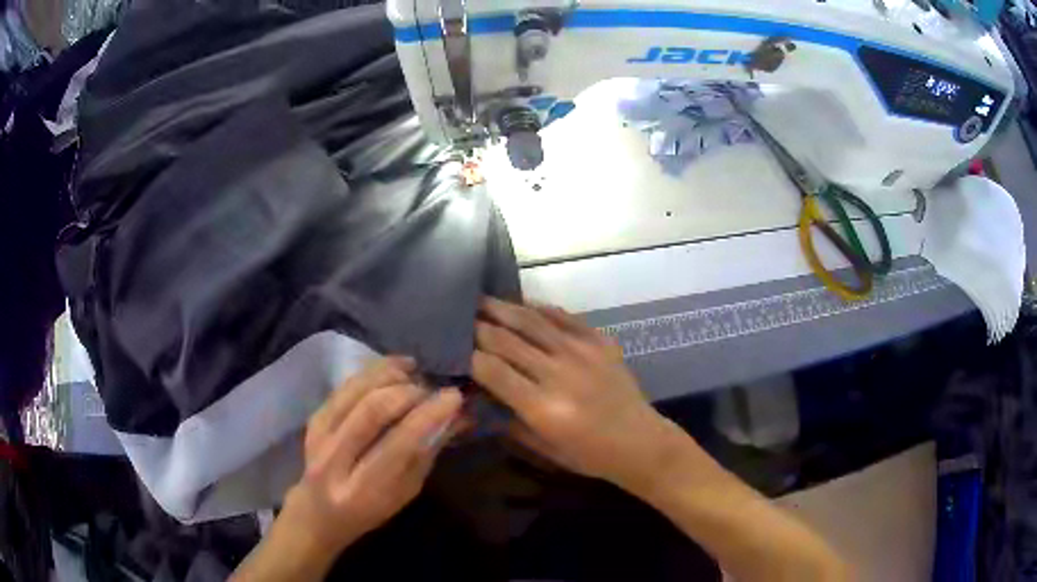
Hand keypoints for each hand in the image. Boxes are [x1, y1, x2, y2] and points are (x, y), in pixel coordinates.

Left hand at [284, 357, 463, 557]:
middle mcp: (335, 460)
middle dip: (409, 392)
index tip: (454, 397)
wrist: (318, 512)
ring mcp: (319, 436)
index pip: (399, 444)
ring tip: (415, 373)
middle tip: (432, 389)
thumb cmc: (370, 511)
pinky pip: (345, 386)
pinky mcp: (313, 419)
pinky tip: (395, 368)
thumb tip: (457, 417)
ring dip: (390, 375)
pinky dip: (373, 371)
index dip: (428, 416)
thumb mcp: (405, 493)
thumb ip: (427, 455)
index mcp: (363, 490)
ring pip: (356, 391)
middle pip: (373, 410)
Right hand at [472, 298, 681, 491]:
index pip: (492, 370)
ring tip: (481, 299)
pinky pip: (563, 317)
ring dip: (502, 308)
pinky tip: (522, 304)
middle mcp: (559, 373)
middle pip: (507, 340)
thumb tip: (481, 392)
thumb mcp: (542, 447)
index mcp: (543, 407)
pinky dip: (539, 309)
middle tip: (458, 317)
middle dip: (478, 327)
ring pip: (532, 321)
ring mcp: (582, 352)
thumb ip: (509, 418)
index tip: (452, 347)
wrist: (640, 442)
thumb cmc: (589, 455)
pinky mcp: (600, 341)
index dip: (468, 356)